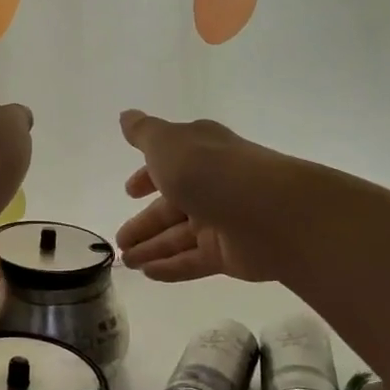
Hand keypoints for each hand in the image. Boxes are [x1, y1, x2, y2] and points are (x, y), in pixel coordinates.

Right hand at [116, 110, 282, 282]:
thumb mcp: (167, 143)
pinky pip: (193, 262)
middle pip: (171, 207)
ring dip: (151, 248)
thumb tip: (126, 115)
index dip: (147, 178)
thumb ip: (143, 133)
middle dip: (144, 223)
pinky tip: (148, 274)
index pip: (169, 165)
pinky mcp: (229, 254)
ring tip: (126, 262)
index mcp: (199, 153)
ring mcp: (222, 221)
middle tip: (118, 241)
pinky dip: (170, 267)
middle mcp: (211, 185)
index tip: (129, 192)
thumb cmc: (210, 170)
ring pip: (178, 237)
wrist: (270, 212)